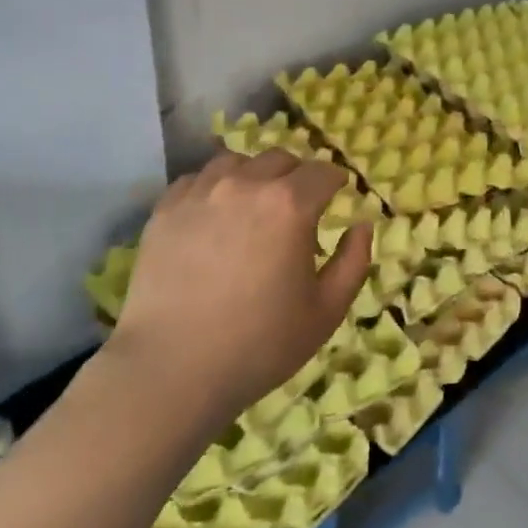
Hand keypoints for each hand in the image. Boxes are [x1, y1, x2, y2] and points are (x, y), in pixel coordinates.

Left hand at [106, 150, 371, 426]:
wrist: (173, 368)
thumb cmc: (260, 344)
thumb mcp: (326, 311)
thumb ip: (353, 262)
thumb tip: (362, 225)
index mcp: (290, 205)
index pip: (322, 172)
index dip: (335, 182)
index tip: (337, 195)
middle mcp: (245, 184)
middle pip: (280, 159)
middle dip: (296, 177)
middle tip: (297, 207)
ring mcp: (200, 193)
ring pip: (236, 162)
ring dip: (253, 176)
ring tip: (252, 207)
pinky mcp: (165, 209)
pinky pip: (196, 180)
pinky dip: (213, 188)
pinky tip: (213, 217)